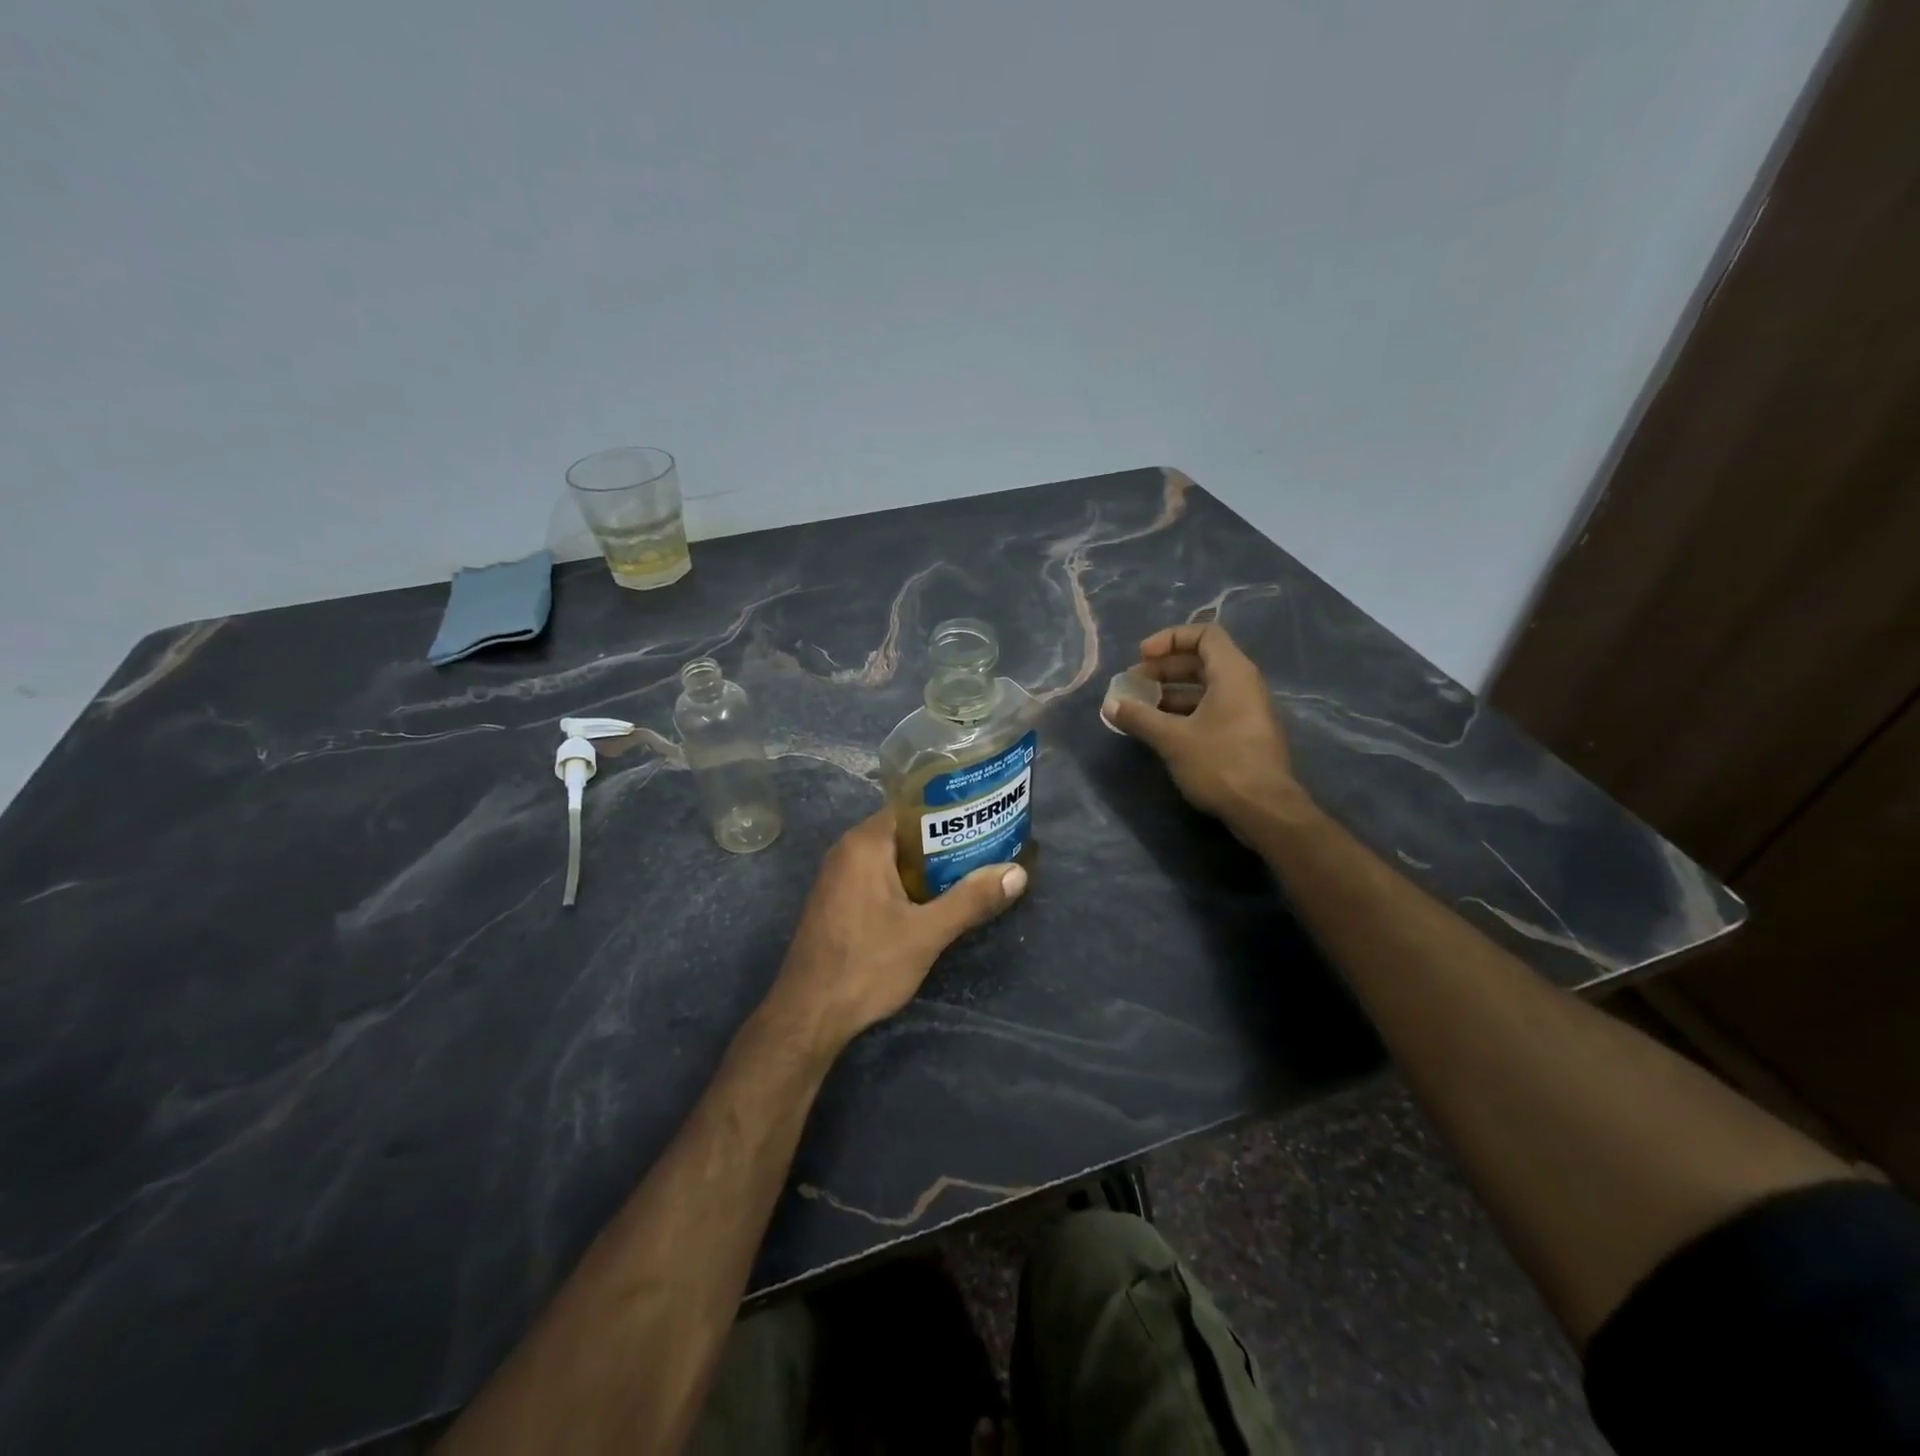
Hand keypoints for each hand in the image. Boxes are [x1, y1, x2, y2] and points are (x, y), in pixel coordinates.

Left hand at [768, 809, 1026, 1054]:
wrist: (808, 1015)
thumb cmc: (866, 965)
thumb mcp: (927, 933)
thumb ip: (971, 900)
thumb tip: (1018, 873)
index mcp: (865, 844)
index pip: (913, 807)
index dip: (950, 810)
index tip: (984, 817)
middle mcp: (847, 850)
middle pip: (904, 831)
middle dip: (945, 840)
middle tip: (987, 847)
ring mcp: (837, 876)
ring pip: (892, 857)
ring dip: (927, 865)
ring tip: (971, 871)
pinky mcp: (836, 901)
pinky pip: (878, 876)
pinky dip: (906, 881)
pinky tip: (933, 901)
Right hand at [1103, 623, 1306, 833]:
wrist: (1264, 810)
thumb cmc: (1220, 763)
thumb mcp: (1172, 739)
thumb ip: (1139, 717)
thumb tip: (1111, 704)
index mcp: (1232, 673)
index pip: (1204, 634)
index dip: (1170, 639)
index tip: (1142, 656)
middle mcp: (1243, 684)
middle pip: (1201, 661)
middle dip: (1163, 669)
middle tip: (1133, 684)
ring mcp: (1246, 710)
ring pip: (1204, 688)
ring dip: (1170, 693)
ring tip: (1140, 709)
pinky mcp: (1243, 734)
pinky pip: (1210, 709)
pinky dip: (1183, 712)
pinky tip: (1159, 730)